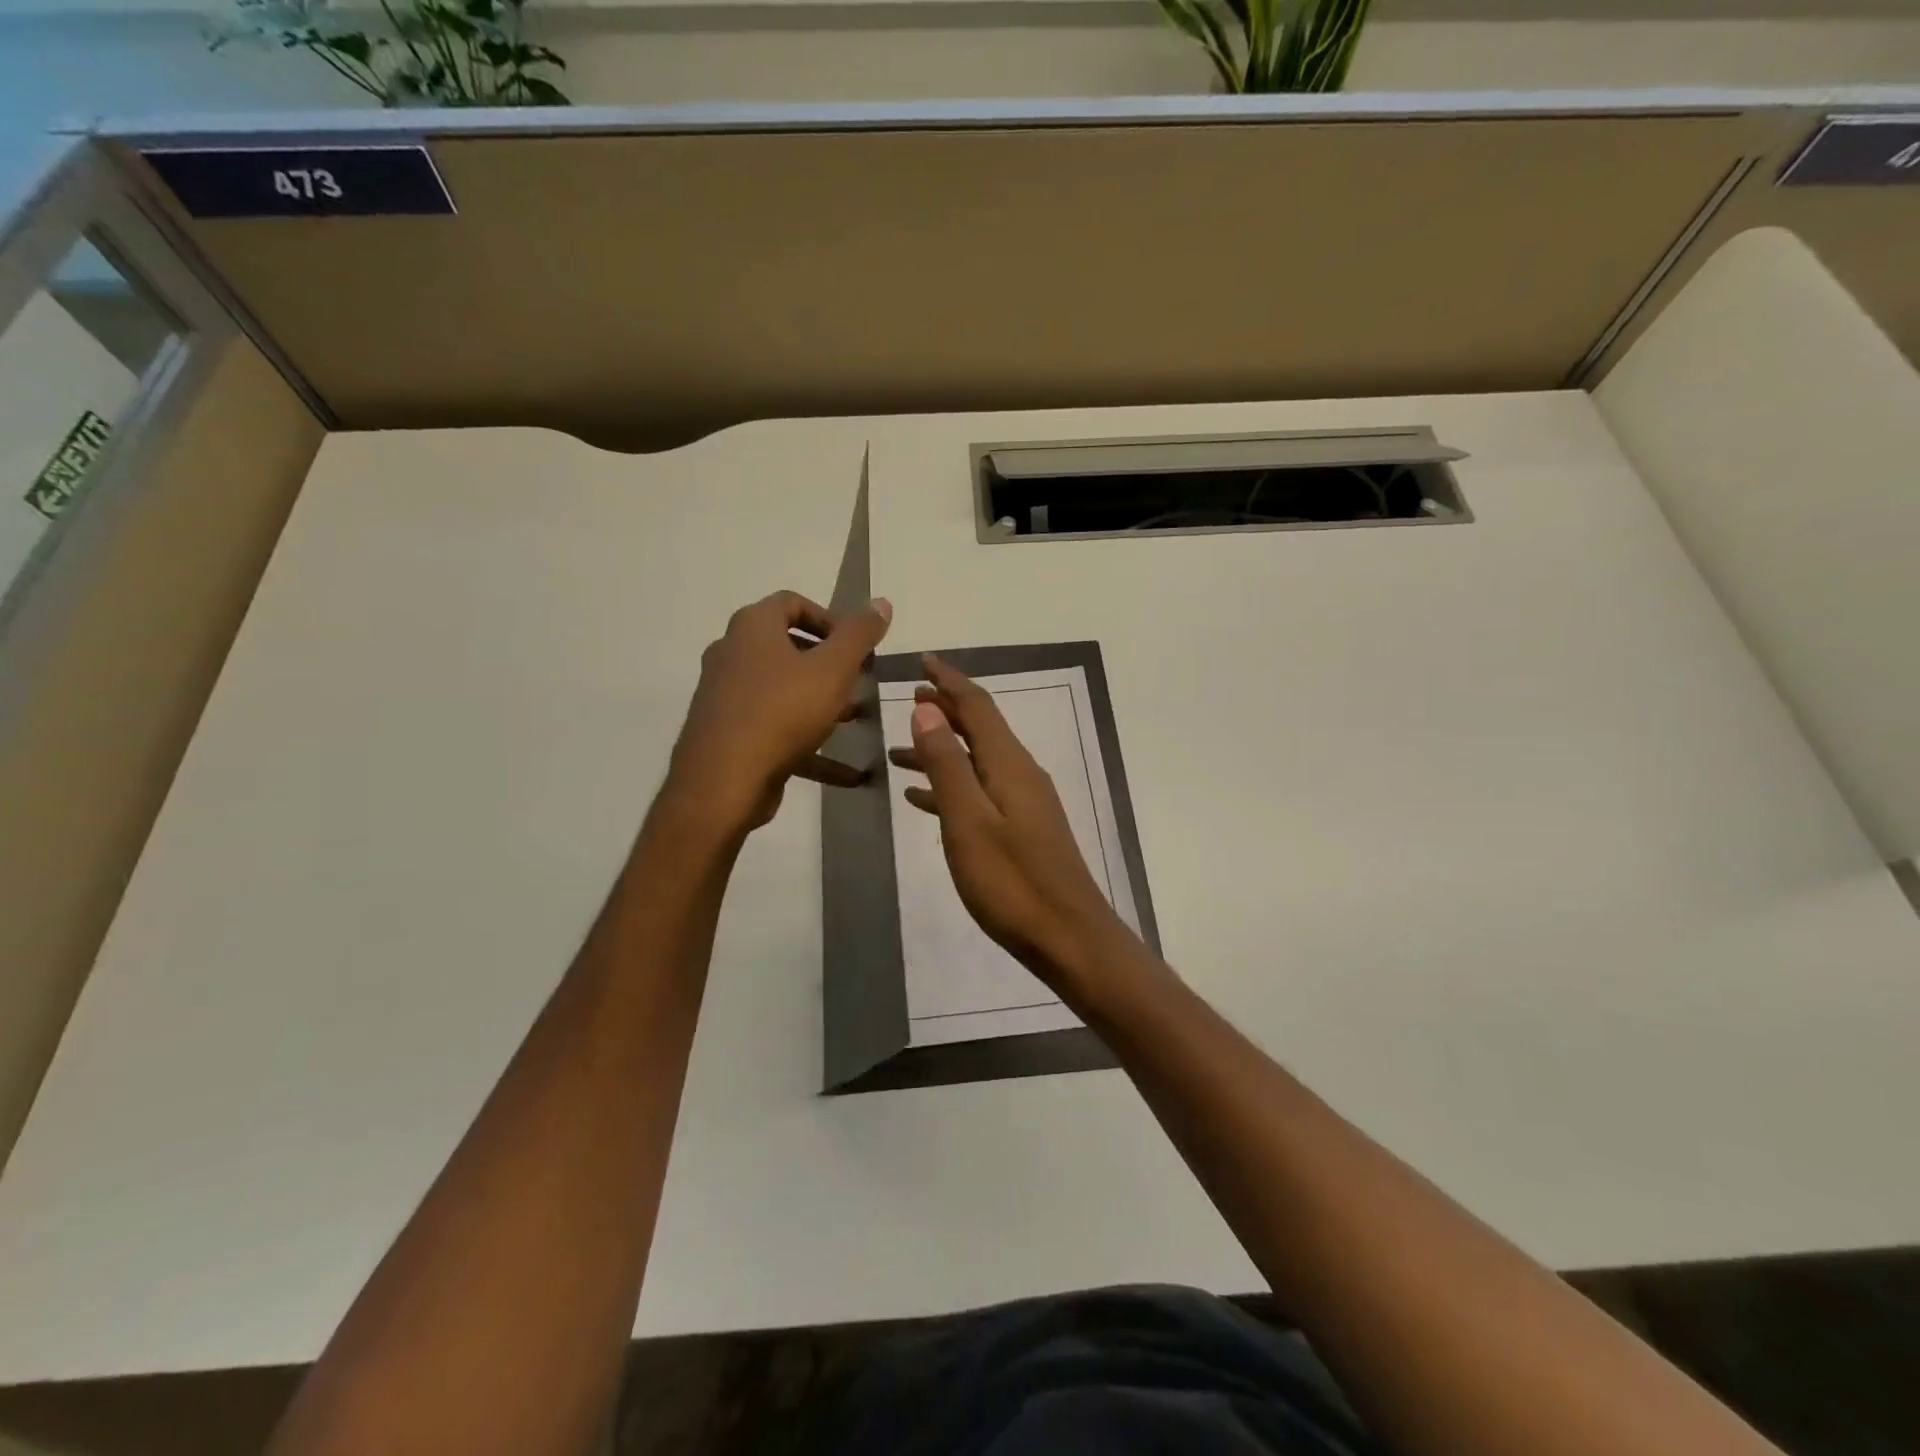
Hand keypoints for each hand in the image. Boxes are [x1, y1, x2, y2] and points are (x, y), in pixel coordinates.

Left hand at [664, 590, 891, 835]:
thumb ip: (859, 635)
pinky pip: (777, 730)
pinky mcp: (730, 735)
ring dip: (821, 703)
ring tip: (856, 720)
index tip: (857, 645)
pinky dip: (811, 745)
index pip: (791, 603)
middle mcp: (733, 654)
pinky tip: (849, 773)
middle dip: (829, 663)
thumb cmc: (782, 712)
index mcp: (753, 628)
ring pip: (783, 691)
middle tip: (859, 679)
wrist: (724, 781)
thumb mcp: (833, 669)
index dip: (829, 618)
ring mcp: (727, 696)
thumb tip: (881, 602)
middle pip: (787, 648)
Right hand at [888, 654, 1130, 987]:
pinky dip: (951, 786)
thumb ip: (947, 764)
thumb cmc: (1012, 882)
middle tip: (910, 697)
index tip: (923, 661)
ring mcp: (1024, 803)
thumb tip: (927, 708)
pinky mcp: (1023, 830)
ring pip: (977, 761)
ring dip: (942, 750)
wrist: (1068, 937)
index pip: (978, 706)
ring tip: (901, 751)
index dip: (949, 681)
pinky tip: (923, 800)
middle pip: (980, 728)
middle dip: (946, 710)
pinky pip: (980, 792)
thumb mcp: (968, 821)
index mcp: (1009, 764)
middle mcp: (1021, 774)